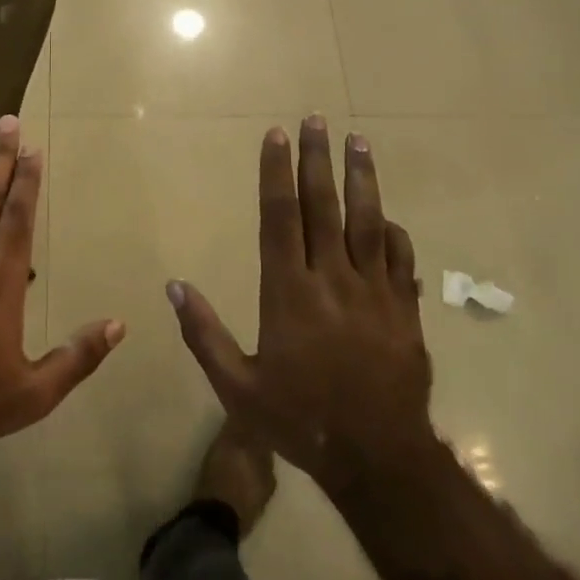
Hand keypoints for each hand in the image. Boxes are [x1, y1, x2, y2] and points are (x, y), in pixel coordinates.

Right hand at [167, 116, 440, 499]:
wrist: (379, 459)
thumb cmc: (300, 420)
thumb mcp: (237, 387)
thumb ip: (204, 334)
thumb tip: (175, 286)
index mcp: (289, 291)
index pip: (280, 216)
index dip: (277, 172)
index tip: (277, 136)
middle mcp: (333, 279)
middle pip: (324, 206)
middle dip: (317, 159)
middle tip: (317, 119)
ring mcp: (375, 292)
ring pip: (368, 222)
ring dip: (362, 179)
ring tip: (358, 141)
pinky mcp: (405, 311)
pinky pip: (402, 261)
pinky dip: (395, 233)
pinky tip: (389, 216)